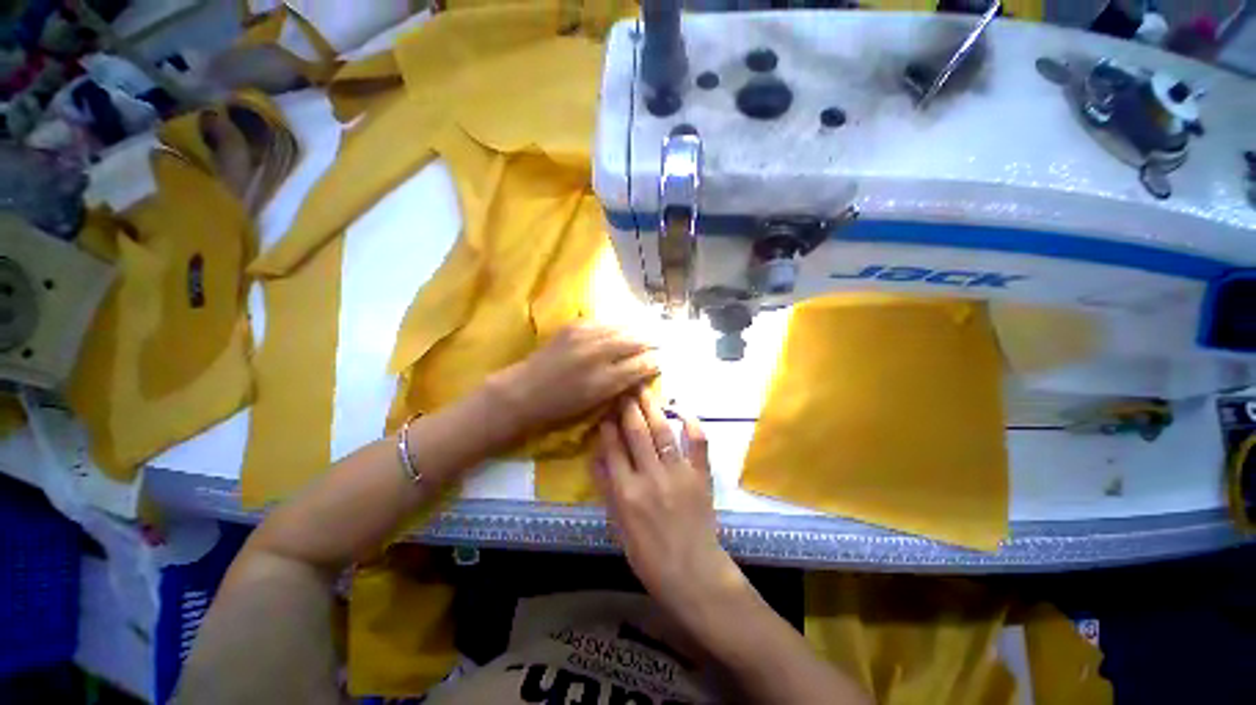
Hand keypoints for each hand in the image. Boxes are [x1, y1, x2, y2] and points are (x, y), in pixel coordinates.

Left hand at [488, 323, 657, 438]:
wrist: (524, 390)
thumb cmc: (561, 406)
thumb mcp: (595, 403)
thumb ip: (621, 385)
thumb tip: (642, 370)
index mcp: (604, 380)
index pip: (640, 365)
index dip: (654, 362)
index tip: (661, 360)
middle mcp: (598, 355)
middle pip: (634, 341)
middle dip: (650, 341)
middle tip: (660, 342)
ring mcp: (584, 336)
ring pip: (621, 327)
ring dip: (636, 329)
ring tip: (646, 331)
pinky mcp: (573, 326)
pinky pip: (603, 321)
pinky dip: (616, 324)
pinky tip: (621, 327)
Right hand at [594, 391, 745, 617]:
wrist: (694, 574)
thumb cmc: (650, 557)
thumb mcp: (618, 528)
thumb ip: (607, 490)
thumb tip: (595, 458)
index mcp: (627, 493)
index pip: (613, 449)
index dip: (608, 426)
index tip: (606, 409)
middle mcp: (651, 477)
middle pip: (637, 433)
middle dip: (628, 407)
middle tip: (624, 388)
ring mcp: (678, 473)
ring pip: (662, 432)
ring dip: (652, 407)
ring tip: (643, 388)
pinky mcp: (700, 475)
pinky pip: (698, 443)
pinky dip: (691, 423)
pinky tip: (681, 409)